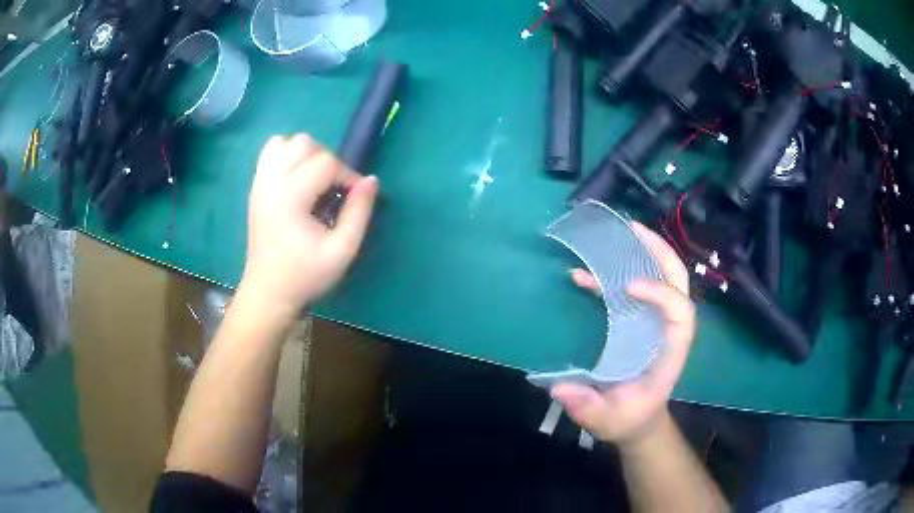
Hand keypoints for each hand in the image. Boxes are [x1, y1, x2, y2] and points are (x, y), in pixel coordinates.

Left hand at [240, 135, 377, 319]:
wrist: (269, 291)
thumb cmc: (305, 274)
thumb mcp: (342, 250)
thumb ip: (359, 212)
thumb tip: (371, 180)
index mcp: (290, 196)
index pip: (326, 162)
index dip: (347, 175)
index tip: (354, 200)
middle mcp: (271, 182)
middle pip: (305, 144)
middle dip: (328, 161)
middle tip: (333, 191)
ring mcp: (260, 182)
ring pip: (287, 142)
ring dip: (307, 154)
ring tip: (315, 181)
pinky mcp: (255, 186)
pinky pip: (270, 152)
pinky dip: (287, 154)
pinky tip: (295, 177)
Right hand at [551, 222, 694, 447]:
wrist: (638, 418)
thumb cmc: (630, 418)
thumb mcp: (608, 420)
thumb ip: (587, 407)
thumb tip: (559, 387)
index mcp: (670, 352)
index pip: (681, 313)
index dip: (662, 293)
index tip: (629, 286)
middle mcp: (667, 329)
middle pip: (678, 281)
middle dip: (660, 252)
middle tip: (633, 229)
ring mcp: (655, 322)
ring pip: (662, 277)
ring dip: (642, 252)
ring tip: (616, 234)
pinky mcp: (640, 321)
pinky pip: (634, 290)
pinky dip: (614, 276)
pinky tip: (584, 275)